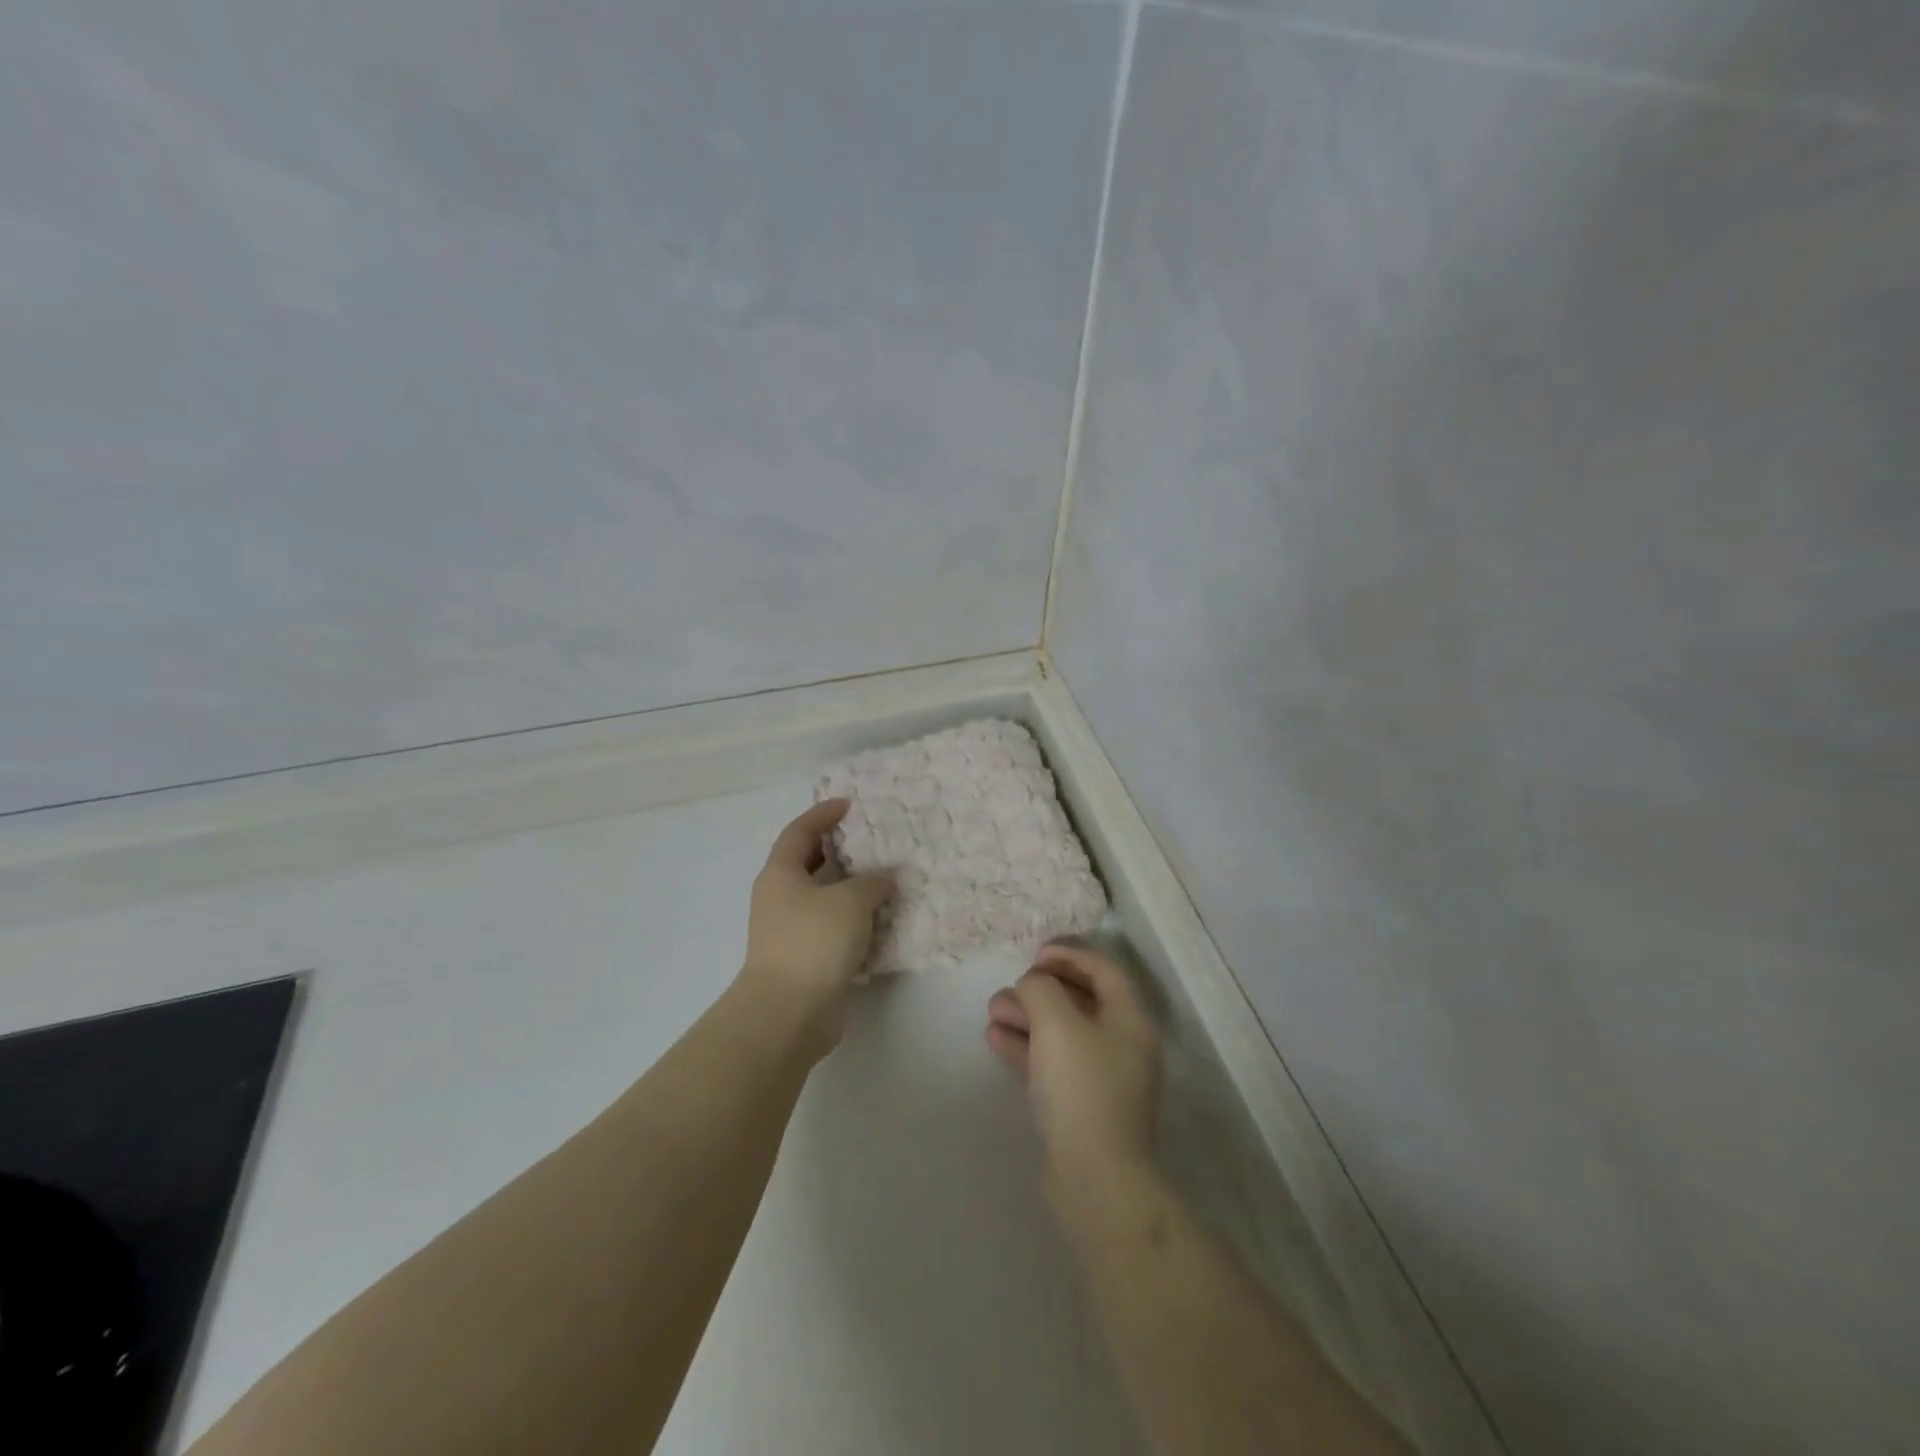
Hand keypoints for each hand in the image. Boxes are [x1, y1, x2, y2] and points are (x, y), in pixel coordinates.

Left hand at [739, 799, 893, 1057]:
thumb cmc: (813, 942)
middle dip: (839, 850)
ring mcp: (791, 931)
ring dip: (851, 888)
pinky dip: (855, 920)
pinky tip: (882, 918)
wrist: (789, 1013)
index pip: (799, 831)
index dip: (822, 814)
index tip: (849, 804)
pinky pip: (833, 928)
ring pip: (824, 898)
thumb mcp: (850, 901)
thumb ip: (872, 882)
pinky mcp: (806, 959)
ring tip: (886, 877)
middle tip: (873, 839)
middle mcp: (781, 898)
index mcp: (781, 874)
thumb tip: (884, 878)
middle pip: (810, 863)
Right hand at [985, 944, 1161, 1185]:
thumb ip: (1041, 990)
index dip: (1070, 954)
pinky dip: (1026, 1047)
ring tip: (993, 1010)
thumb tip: (1034, 985)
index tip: (1035, 954)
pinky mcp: (1081, 1107)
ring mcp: (1102, 1079)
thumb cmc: (1082, 1088)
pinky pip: (1052, 1063)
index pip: (1104, 971)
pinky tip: (995, 1039)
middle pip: (1081, 1001)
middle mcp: (1122, 1045)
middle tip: (1010, 987)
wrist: (1095, 1180)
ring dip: (1028, 1017)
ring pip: (1062, 1033)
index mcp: (1130, 1020)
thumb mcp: (1057, 1023)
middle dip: (1041, 989)